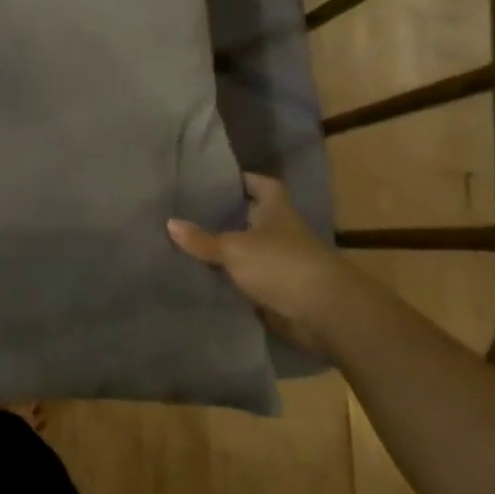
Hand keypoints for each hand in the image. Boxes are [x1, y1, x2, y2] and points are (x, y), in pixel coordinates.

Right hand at [167, 173, 351, 352]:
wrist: (325, 314)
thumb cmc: (281, 265)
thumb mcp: (234, 249)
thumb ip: (202, 239)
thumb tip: (169, 223)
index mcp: (277, 212)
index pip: (263, 185)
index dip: (244, 179)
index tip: (216, 178)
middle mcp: (281, 234)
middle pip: (253, 218)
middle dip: (227, 215)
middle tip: (189, 211)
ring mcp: (281, 264)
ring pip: (247, 251)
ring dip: (225, 251)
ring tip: (186, 244)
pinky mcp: (278, 292)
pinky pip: (247, 281)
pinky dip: (229, 280)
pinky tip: (201, 277)